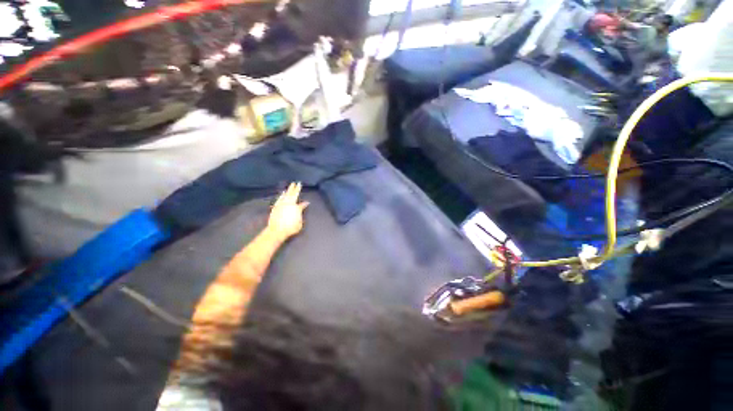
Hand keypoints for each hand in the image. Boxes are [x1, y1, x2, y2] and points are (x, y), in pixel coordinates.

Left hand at [267, 182, 308, 241]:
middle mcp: (289, 204)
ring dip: (289, 190)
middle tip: (297, 183)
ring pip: (286, 195)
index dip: (305, 202)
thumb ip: (301, 213)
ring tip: (291, 186)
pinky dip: (282, 195)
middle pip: (293, 194)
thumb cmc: (290, 228)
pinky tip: (283, 193)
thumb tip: (303, 207)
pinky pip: (280, 198)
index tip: (307, 201)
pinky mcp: (276, 207)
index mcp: (296, 208)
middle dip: (295, 188)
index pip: (302, 204)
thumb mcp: (299, 223)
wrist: (277, 230)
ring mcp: (281, 205)